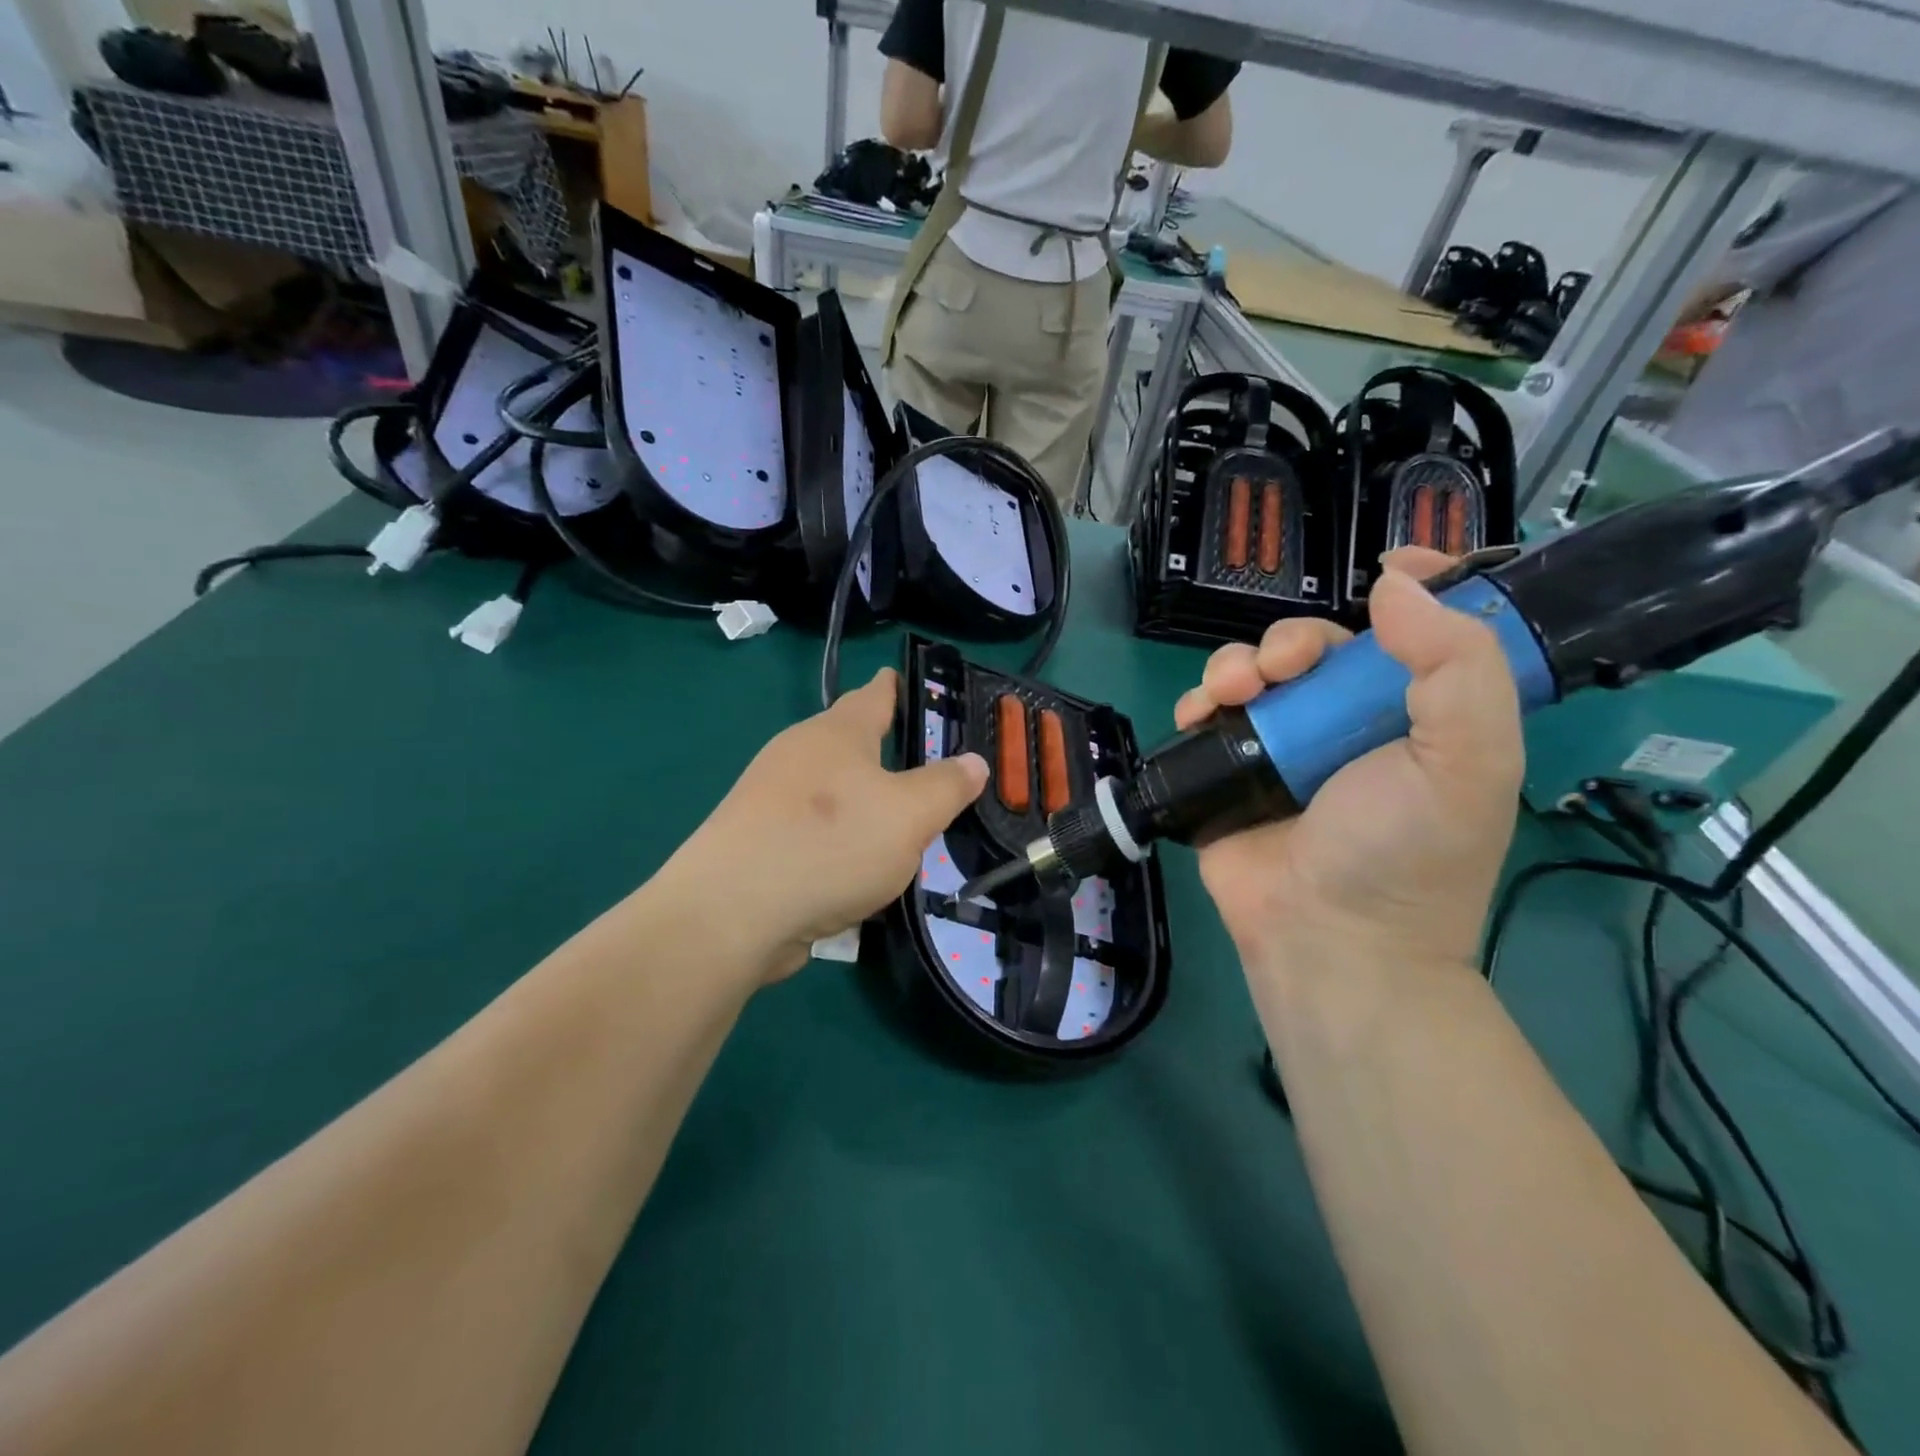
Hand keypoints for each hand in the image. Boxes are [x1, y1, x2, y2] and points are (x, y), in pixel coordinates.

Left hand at [659, 669, 987, 983]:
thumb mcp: (909, 815)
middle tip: (923, 767)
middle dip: (882, 751)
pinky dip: (838, 843)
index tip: (908, 680)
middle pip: (848, 743)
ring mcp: (769, 800)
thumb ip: (946, 786)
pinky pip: (812, 833)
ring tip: (898, 826)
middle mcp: (798, 755)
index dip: (896, 686)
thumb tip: (974, 761)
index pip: (874, 694)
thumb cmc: (830, 844)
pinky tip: (857, 872)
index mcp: (836, 734)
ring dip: (861, 804)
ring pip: (830, 793)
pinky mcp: (756, 843)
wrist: (731, 913)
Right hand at [1175, 549, 1523, 979]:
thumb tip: (1394, 584)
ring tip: (1232, 691)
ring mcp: (1278, 746)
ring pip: (1252, 672)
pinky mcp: (1226, 770)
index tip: (1388, 565)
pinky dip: (1198, 700)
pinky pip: (1205, 714)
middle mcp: (1342, 723)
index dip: (1410, 590)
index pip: (1415, 634)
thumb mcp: (1468, 759)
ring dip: (1236, 664)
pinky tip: (1199, 713)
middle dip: (1291, 640)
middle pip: (1313, 647)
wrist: (1326, 938)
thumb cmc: (1405, 851)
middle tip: (1283, 668)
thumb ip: (1455, 666)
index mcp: (1411, 715)